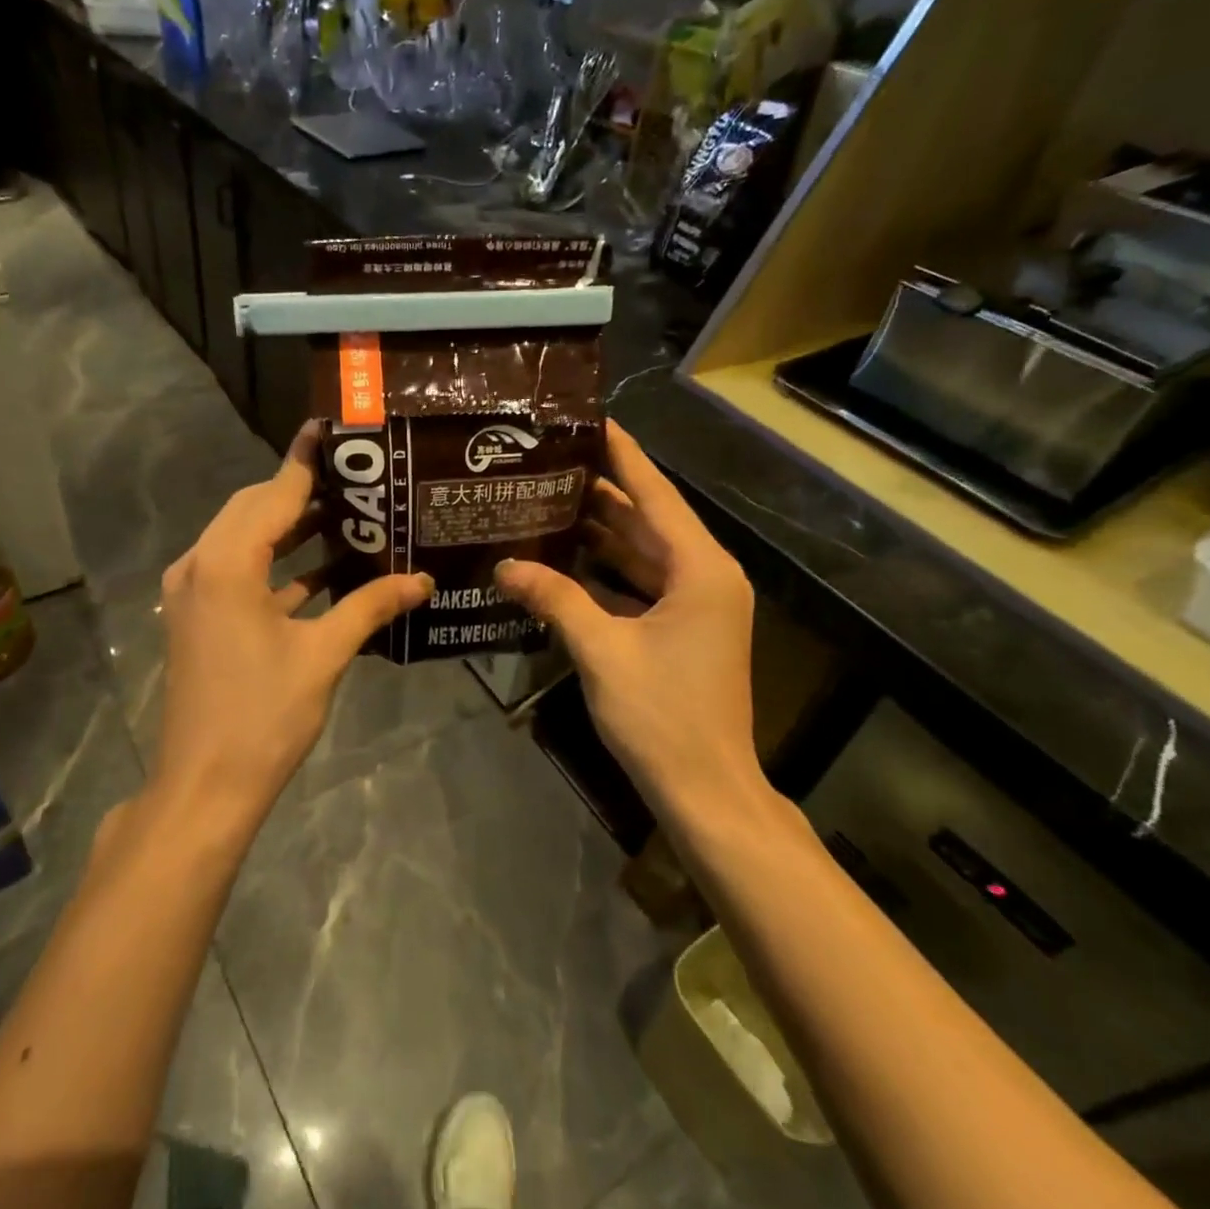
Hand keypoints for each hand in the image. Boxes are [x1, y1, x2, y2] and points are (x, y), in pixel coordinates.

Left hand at [153, 423, 431, 829]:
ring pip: (246, 539)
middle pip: (255, 509)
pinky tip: (324, 569)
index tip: (334, 430)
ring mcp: (194, 592)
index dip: (307, 461)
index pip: (274, 493)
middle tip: (357, 479)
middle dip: (303, 493)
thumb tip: (422, 579)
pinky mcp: (199, 616)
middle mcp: (200, 565)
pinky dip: (278, 565)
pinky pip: (240, 572)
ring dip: (291, 528)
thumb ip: (370, 606)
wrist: (205, 786)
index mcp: (226, 563)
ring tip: (349, 516)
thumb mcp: (323, 655)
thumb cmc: (264, 716)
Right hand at [494, 420, 764, 818]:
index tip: (592, 420)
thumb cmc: (662, 715)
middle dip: (601, 490)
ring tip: (547, 500)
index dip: (623, 455)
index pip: (655, 494)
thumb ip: (554, 598)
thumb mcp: (601, 650)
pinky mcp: (681, 629)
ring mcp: (694, 605)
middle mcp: (703, 576)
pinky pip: (639, 584)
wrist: (705, 788)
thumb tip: (504, 566)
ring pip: (641, 553)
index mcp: (699, 569)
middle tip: (549, 462)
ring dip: (599, 531)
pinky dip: (605, 571)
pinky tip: (563, 559)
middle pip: (647, 519)